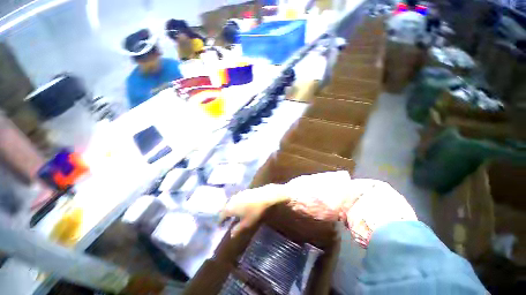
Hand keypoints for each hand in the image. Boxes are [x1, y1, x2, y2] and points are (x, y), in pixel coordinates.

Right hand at [219, 184, 288, 236]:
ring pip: (228, 204)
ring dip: (227, 210)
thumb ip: (238, 229)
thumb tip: (231, 235)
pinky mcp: (241, 193)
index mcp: (229, 209)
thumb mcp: (247, 223)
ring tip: (230, 216)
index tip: (220, 227)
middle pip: (223, 209)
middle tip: (224, 222)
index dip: (220, 222)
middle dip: (222, 216)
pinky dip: (233, 205)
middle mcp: (229, 201)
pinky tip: (237, 208)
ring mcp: (235, 196)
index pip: (220, 216)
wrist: (264, 196)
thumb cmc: (254, 211)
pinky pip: (233, 201)